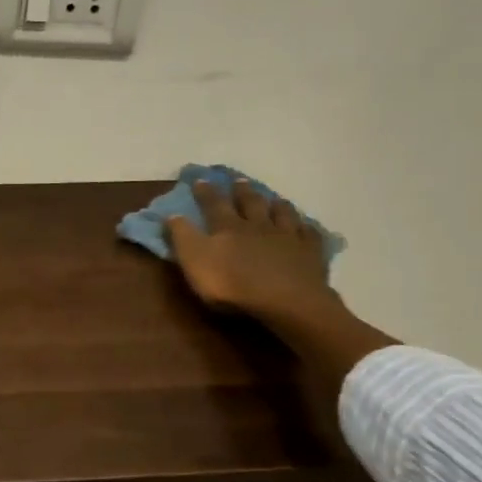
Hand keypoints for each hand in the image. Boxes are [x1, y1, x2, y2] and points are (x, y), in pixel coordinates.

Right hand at [165, 179, 334, 322]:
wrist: (285, 301)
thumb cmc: (232, 284)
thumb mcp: (194, 261)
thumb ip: (182, 237)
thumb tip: (172, 214)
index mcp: (228, 227)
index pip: (213, 205)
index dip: (205, 193)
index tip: (200, 180)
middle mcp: (258, 225)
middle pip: (250, 204)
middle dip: (242, 192)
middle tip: (239, 181)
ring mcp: (288, 237)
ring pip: (282, 214)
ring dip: (276, 204)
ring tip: (275, 198)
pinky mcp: (310, 253)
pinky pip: (309, 235)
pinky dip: (306, 228)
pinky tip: (306, 226)